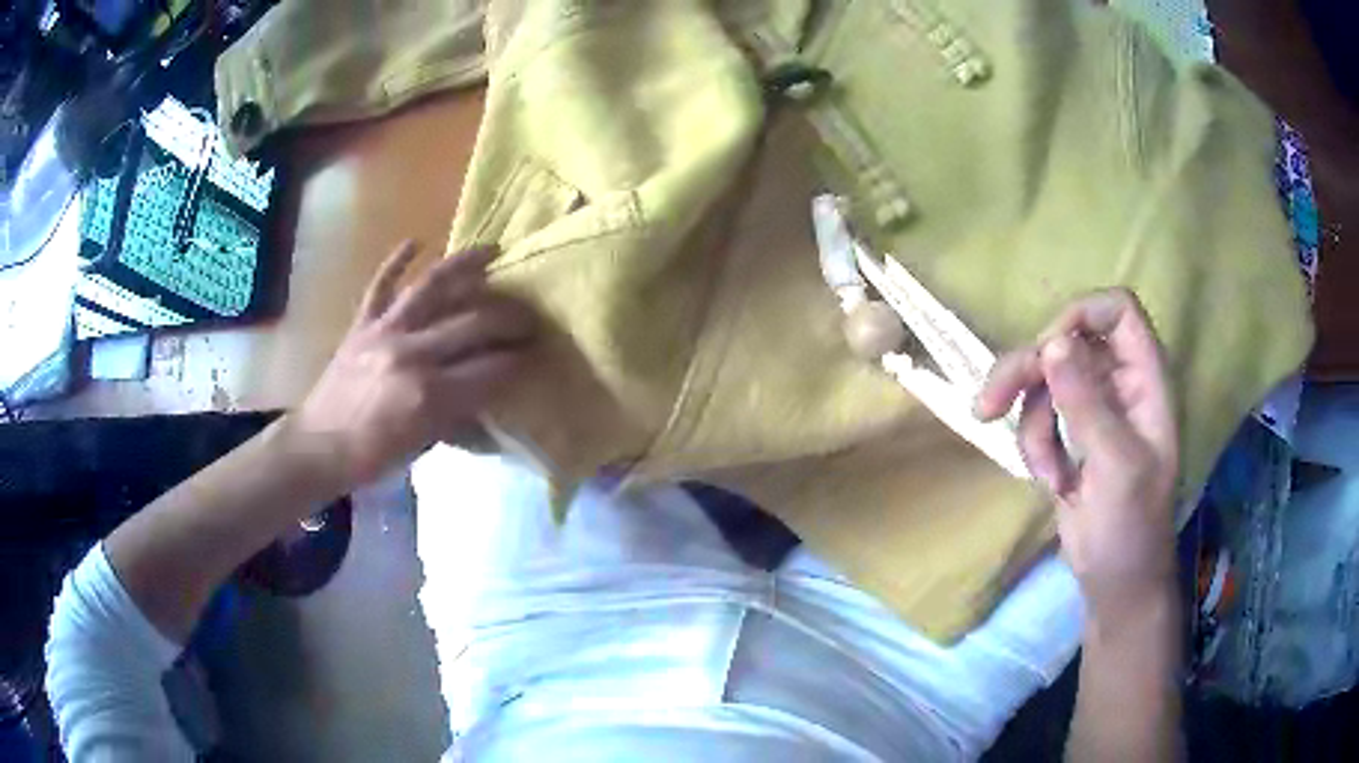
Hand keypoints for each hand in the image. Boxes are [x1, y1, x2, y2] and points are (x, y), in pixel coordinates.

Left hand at [284, 241, 535, 490]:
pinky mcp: (361, 324)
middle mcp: (411, 353)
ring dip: (465, 265)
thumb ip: (459, 413)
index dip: (518, 359)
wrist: (318, 447)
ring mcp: (384, 331)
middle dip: (510, 318)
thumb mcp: (425, 445)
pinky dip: (396, 261)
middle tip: (530, 316)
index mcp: (430, 394)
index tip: (537, 352)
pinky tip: (416, 241)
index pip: (490, 368)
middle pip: (472, 323)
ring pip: (431, 287)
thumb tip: (488, 391)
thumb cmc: (373, 457)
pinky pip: (380, 285)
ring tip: (493, 250)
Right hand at [976, 289, 1179, 629]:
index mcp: (1145, 379)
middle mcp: (1118, 382)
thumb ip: (1086, 404)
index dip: (1080, 315)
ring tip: (1044, 474)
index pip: (1117, 310)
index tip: (1048, 350)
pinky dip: (1033, 447)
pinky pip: (1035, 416)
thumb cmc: (1131, 526)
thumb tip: (1051, 344)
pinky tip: (1051, 483)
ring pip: (1043, 380)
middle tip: (989, 406)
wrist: (1116, 580)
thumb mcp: (1115, 465)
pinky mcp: (1068, 434)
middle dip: (1028, 374)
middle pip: (1065, 341)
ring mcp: (1091, 408)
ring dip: (1030, 425)